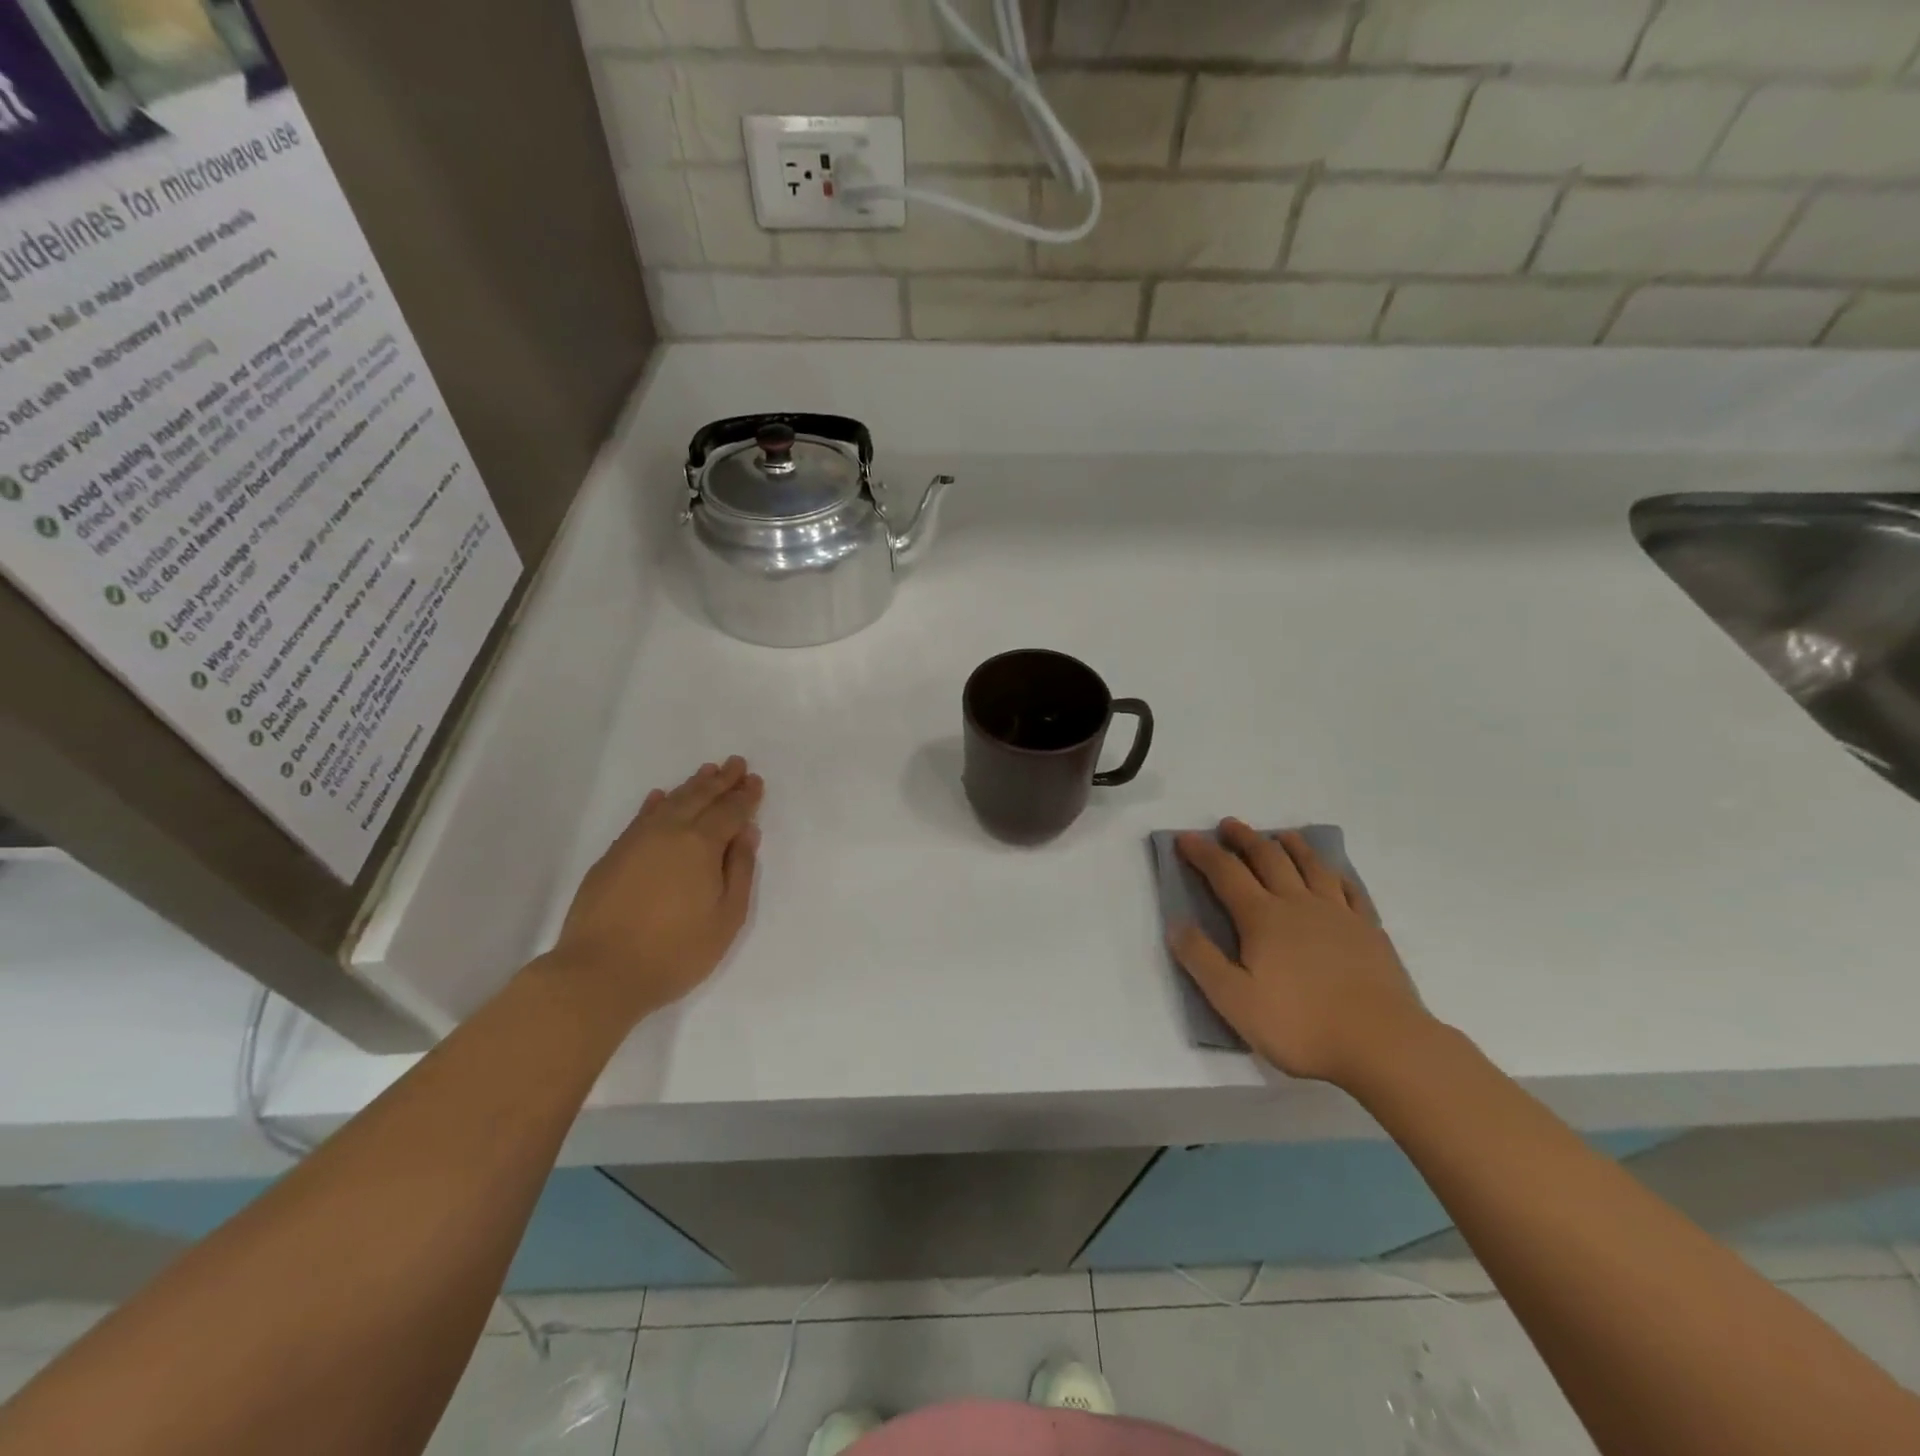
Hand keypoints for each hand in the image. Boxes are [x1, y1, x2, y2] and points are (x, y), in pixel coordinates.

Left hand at [544, 757, 763, 1026]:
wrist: (599, 973)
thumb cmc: (675, 951)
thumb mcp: (726, 917)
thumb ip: (740, 870)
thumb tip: (747, 832)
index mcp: (702, 844)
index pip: (730, 811)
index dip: (745, 796)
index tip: (755, 781)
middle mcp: (669, 832)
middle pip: (700, 798)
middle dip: (721, 780)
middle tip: (736, 763)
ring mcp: (636, 841)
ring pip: (670, 802)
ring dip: (691, 786)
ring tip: (707, 771)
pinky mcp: (613, 856)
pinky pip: (640, 817)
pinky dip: (655, 803)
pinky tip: (659, 797)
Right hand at [1170, 820, 1434, 1087]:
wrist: (1383, 1044)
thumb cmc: (1301, 1025)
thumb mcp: (1234, 1000)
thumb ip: (1201, 959)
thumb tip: (1176, 924)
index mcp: (1262, 918)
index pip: (1225, 873)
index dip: (1202, 853)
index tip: (1184, 838)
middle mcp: (1298, 904)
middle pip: (1268, 859)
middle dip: (1244, 839)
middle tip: (1229, 825)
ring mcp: (1338, 914)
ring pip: (1311, 866)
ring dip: (1291, 846)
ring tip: (1281, 835)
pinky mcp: (1369, 930)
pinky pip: (1350, 889)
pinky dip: (1336, 873)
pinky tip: (1334, 873)